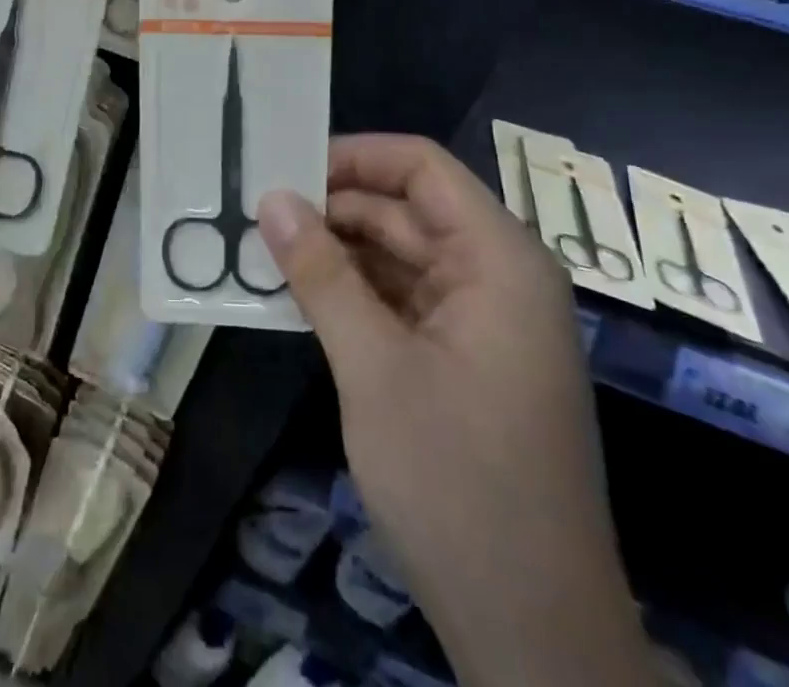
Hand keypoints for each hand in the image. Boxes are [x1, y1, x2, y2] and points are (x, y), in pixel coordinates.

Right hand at [258, 135, 650, 686]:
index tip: (285, 165)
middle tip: (254, 210)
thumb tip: (270, 198)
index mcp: (498, 260)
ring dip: (335, 253)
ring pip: (398, 256)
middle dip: (332, 208)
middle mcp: (496, 276)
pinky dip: (352, 294)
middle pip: (406, 210)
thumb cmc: (457, 482)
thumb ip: (320, 274)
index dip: (354, 155)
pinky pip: (401, 300)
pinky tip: (296, 296)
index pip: (422, 167)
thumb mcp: (374, 367)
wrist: (533, 632)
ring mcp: (482, 321)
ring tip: (261, 248)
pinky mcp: (464, 359)